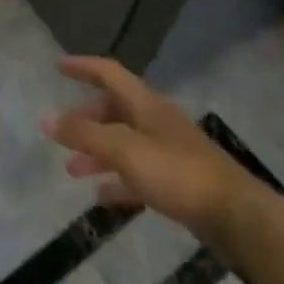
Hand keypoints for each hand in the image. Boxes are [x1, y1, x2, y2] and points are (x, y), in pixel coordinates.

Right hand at [45, 56, 265, 250]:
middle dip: (86, 119)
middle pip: (115, 109)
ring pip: (124, 143)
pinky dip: (117, 180)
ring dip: (97, 152)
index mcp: (145, 104)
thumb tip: (48, 121)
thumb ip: (85, 136)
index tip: (59, 66)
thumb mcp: (124, 150)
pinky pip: (138, 173)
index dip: (83, 67)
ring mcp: (168, 151)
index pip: (109, 73)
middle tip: (62, 134)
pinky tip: (102, 196)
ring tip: (73, 170)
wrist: (236, 216)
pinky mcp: (178, 181)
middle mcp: (156, 121)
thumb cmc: (177, 173)